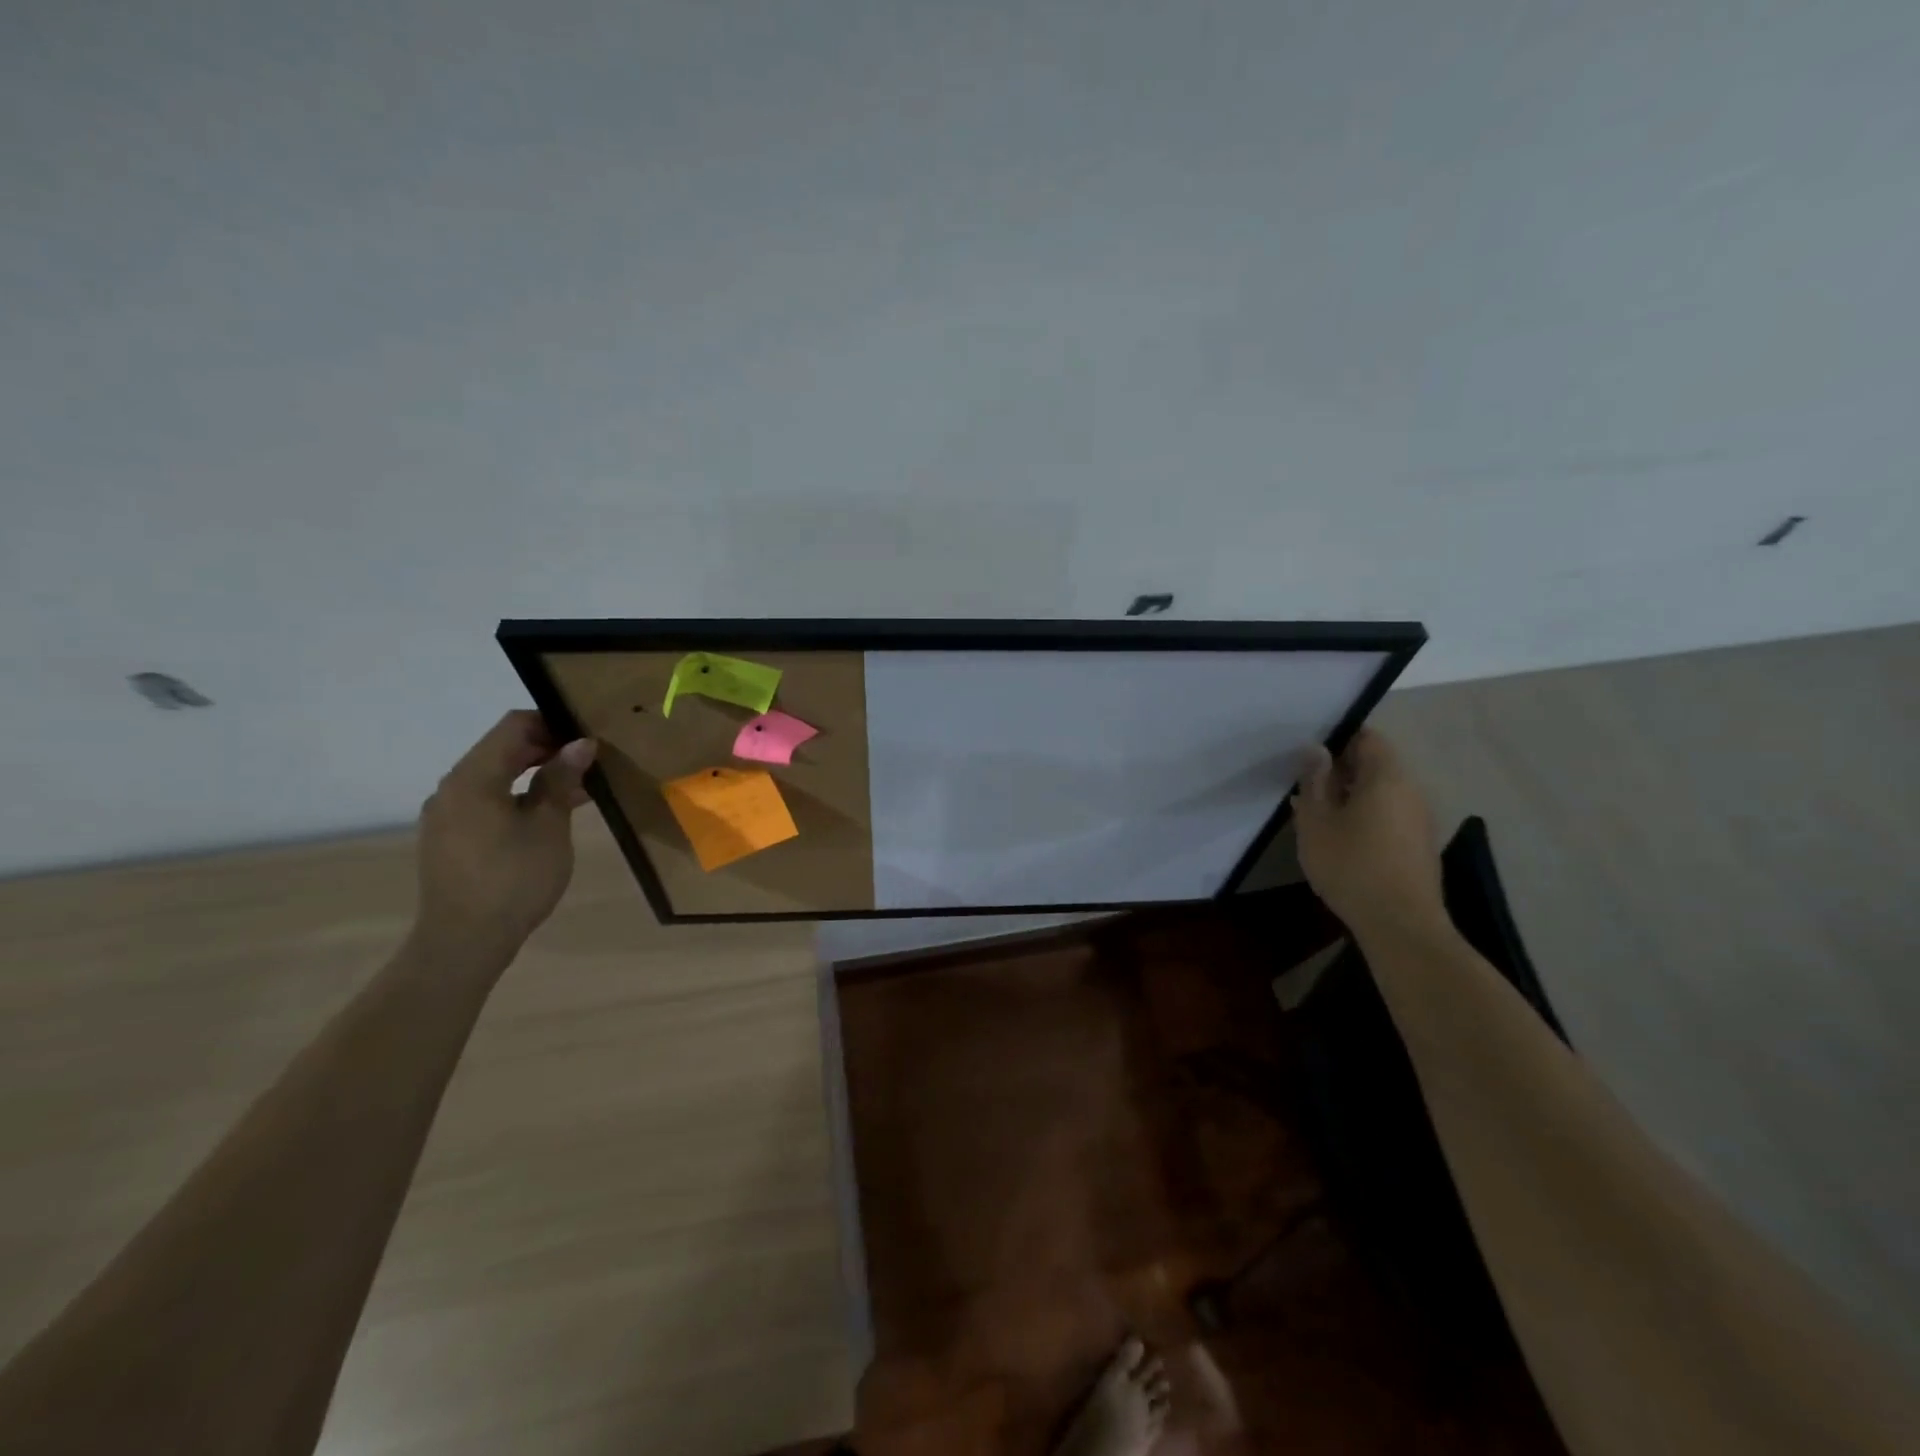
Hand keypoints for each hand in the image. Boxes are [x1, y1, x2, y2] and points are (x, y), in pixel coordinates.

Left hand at [413, 711, 596, 969]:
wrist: (464, 941)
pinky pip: (486, 800)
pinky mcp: (449, 837)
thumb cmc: (514, 878)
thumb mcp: (549, 826)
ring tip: (576, 791)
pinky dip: (517, 796)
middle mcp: (452, 787)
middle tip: (589, 763)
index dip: (553, 724)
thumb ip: (561, 779)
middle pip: (501, 749)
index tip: (587, 739)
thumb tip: (580, 743)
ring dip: (534, 774)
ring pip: (494, 776)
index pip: (513, 726)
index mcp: (473, 777)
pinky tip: (547, 816)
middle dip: (546, 749)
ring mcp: (446, 814)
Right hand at [1291, 728, 1446, 940]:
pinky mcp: (1421, 845)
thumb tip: (1316, 749)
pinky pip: (1391, 815)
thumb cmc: (1351, 865)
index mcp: (1387, 777)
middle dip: (1341, 770)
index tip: (1310, 754)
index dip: (1338, 738)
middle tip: (1307, 786)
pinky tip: (1342, 839)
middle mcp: (1411, 790)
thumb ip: (1314, 780)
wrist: (1400, 925)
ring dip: (1352, 796)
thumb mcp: (1316, 821)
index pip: (1367, 737)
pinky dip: (1366, 816)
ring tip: (1319, 814)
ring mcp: (1421, 819)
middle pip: (1376, 764)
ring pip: (1383, 792)